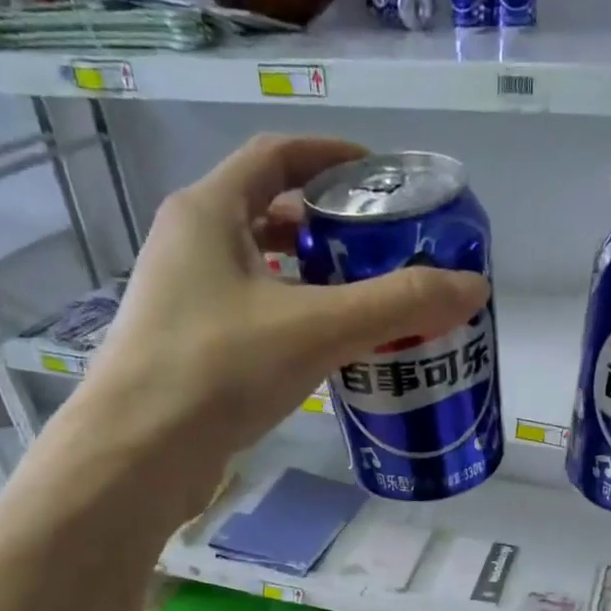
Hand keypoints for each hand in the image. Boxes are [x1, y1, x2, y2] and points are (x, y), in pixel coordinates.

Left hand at [83, 134, 487, 464]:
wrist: (137, 456)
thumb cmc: (218, 369)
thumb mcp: (318, 327)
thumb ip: (399, 303)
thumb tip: (473, 286)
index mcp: (208, 212)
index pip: (275, 155)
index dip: (331, 155)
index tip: (380, 174)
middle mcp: (189, 244)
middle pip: (267, 211)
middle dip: (327, 223)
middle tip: (383, 245)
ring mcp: (183, 298)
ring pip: (259, 268)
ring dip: (310, 275)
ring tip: (365, 296)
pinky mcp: (189, 346)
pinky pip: (252, 312)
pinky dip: (292, 316)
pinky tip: (326, 348)